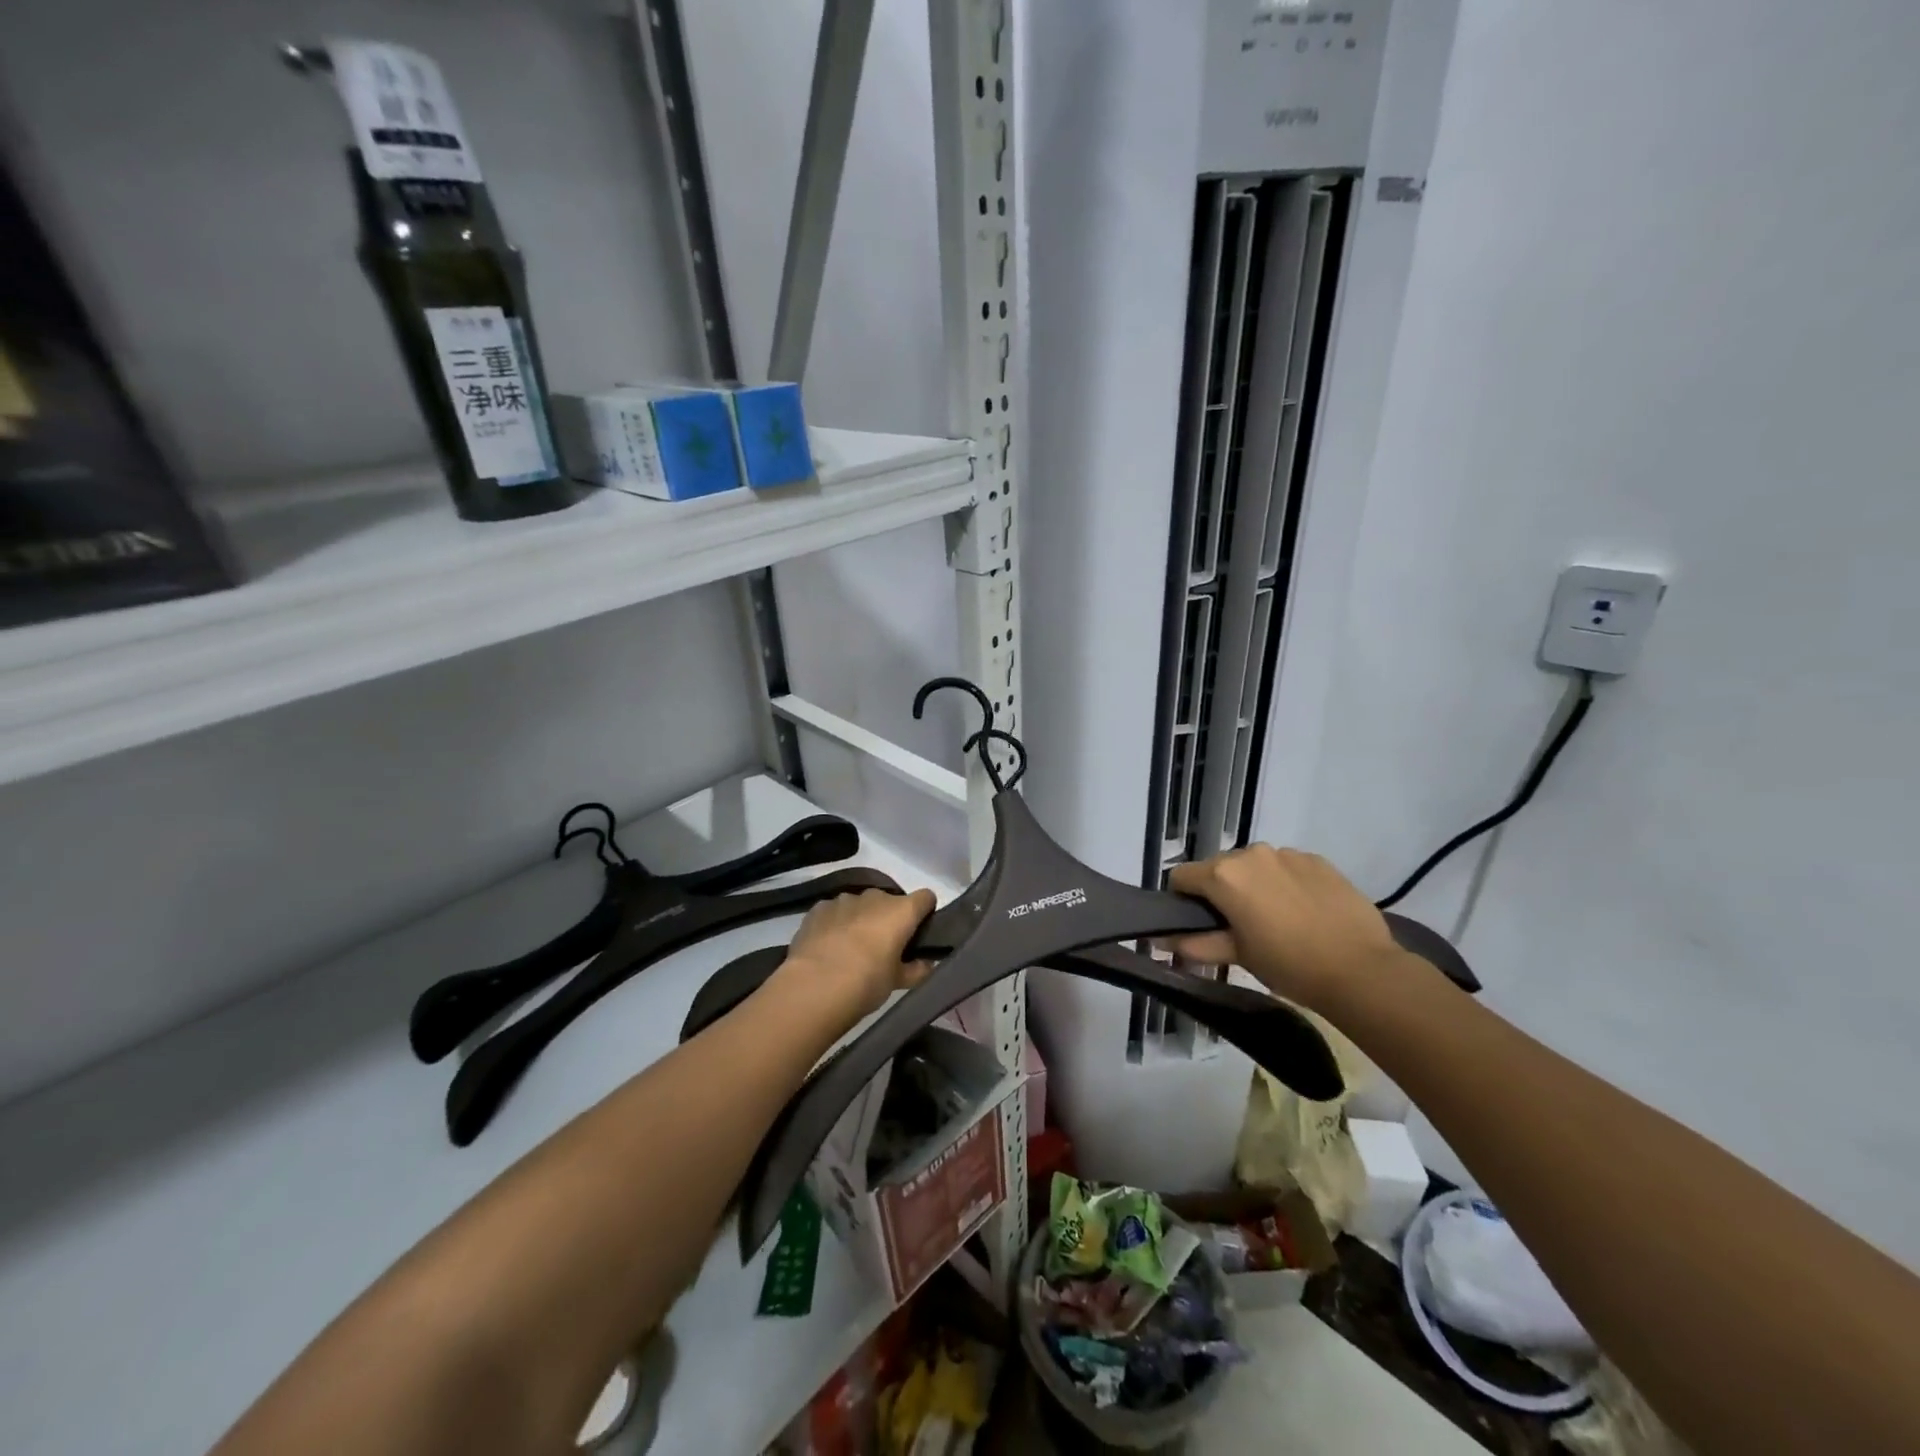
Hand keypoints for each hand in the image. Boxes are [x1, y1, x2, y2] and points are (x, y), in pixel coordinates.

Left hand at [777, 887, 935, 1023]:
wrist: (815, 985)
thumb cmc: (867, 982)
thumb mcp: (898, 982)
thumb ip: (917, 970)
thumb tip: (927, 965)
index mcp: (901, 911)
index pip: (925, 898)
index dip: (925, 912)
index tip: (919, 932)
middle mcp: (875, 897)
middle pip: (890, 901)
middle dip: (888, 919)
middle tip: (883, 948)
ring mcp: (844, 899)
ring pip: (860, 905)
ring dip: (861, 919)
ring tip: (850, 949)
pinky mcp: (818, 908)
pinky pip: (834, 911)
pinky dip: (835, 923)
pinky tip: (827, 947)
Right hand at [1168, 845, 1402, 1013]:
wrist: (1361, 970)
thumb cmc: (1289, 965)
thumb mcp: (1237, 956)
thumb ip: (1195, 944)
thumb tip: (1160, 941)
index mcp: (1224, 875)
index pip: (1181, 877)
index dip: (1182, 901)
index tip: (1199, 925)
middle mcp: (1251, 854)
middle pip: (1219, 868)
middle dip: (1221, 893)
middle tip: (1239, 927)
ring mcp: (1287, 853)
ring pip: (1254, 866)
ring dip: (1254, 886)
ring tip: (1276, 920)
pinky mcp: (1317, 859)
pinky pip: (1286, 867)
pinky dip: (1285, 884)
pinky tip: (1303, 912)